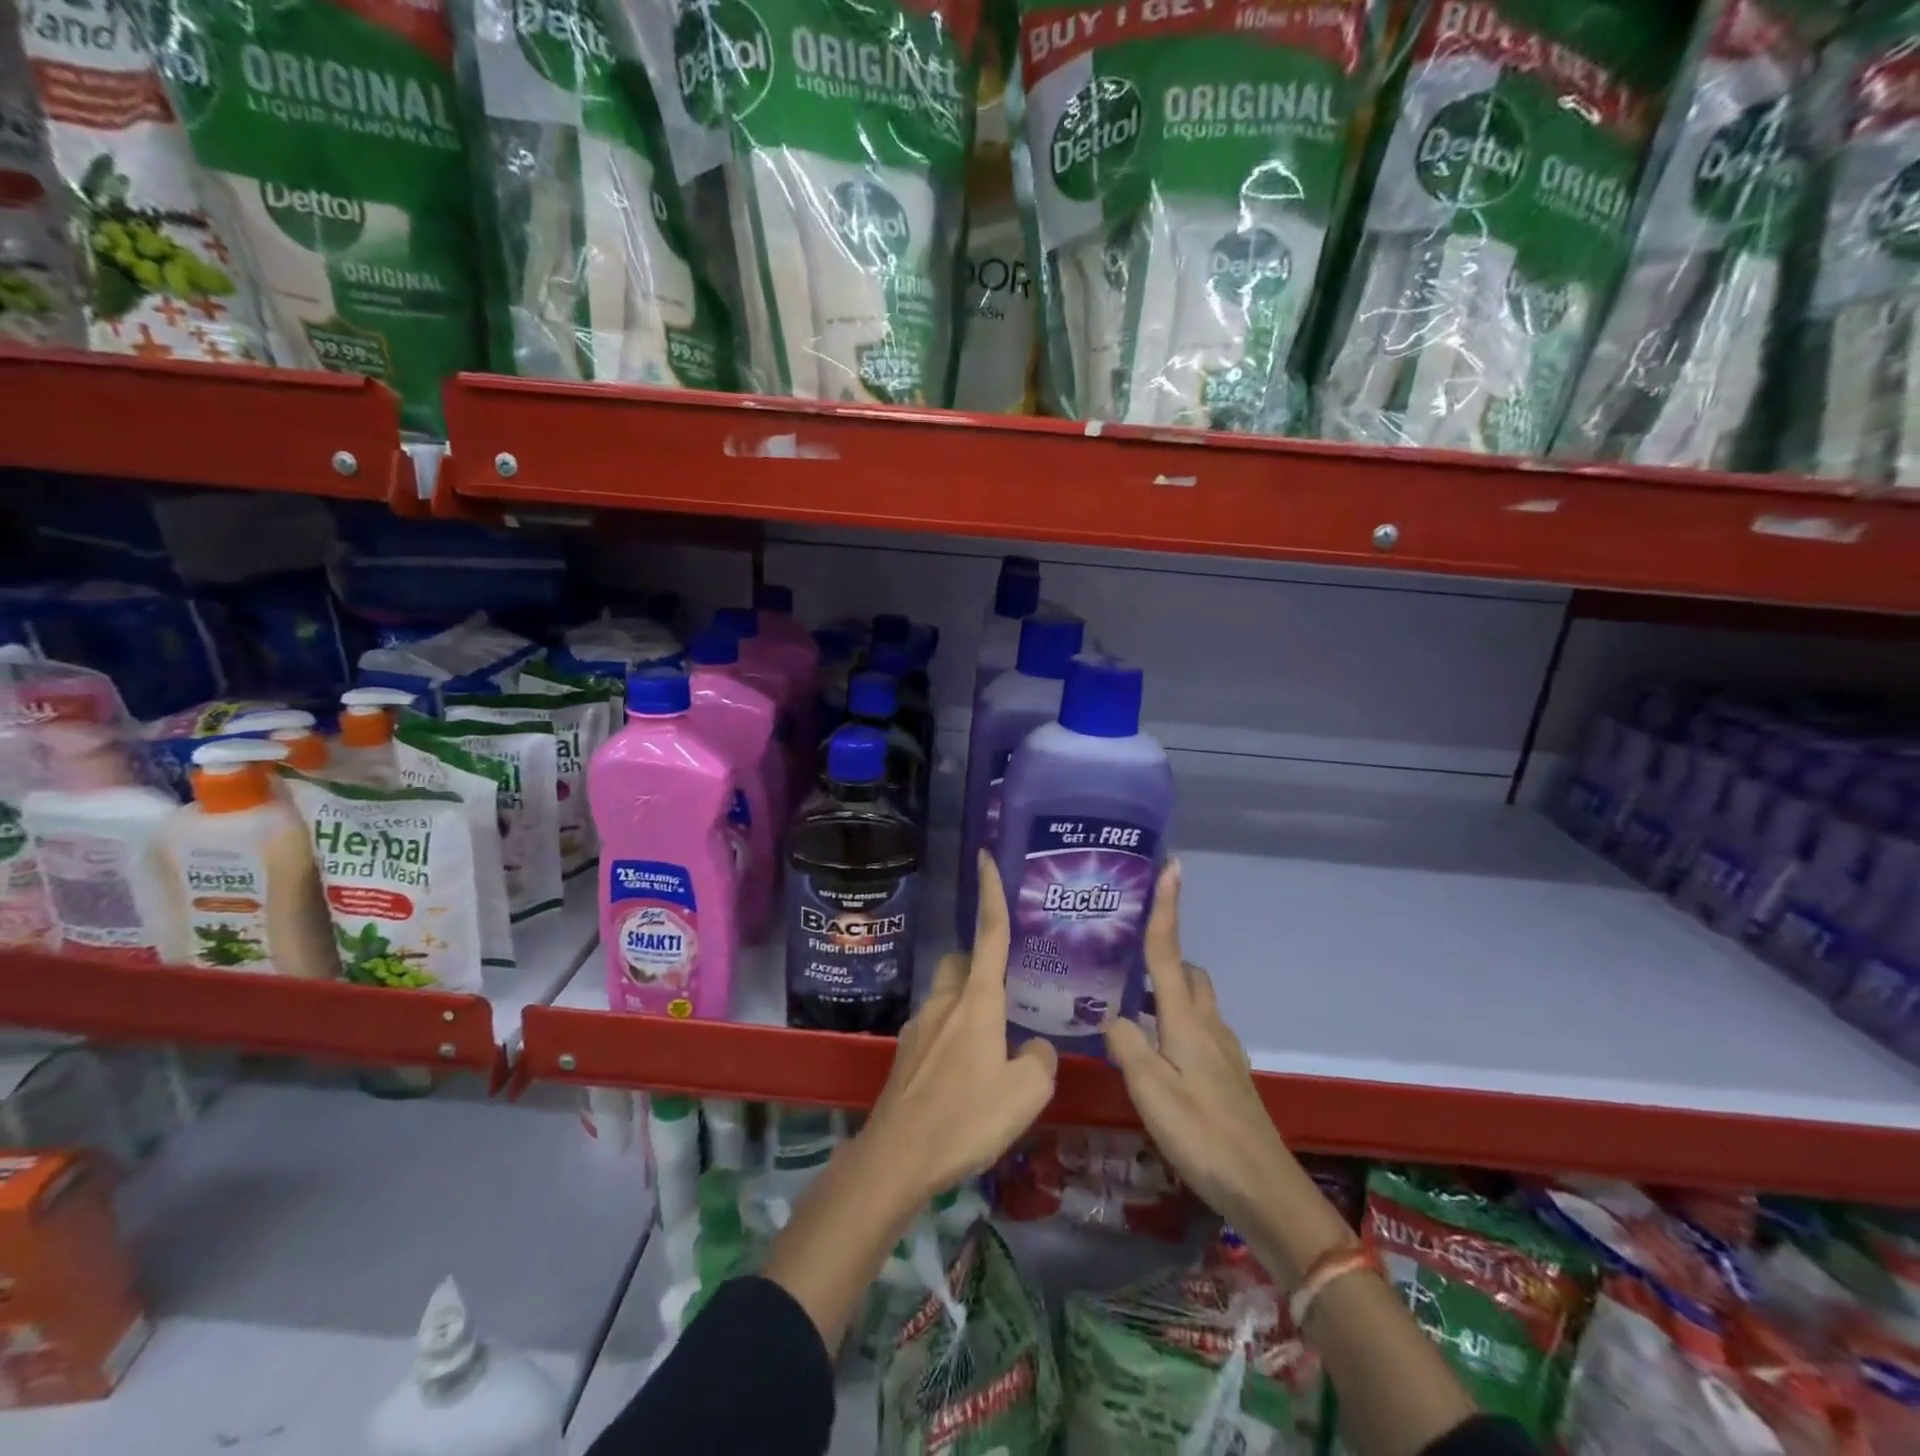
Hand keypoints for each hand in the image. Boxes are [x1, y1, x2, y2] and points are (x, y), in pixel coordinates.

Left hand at [862, 852, 1057, 1198]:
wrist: (897, 1157)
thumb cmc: (966, 1119)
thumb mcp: (1027, 1094)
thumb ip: (1040, 1060)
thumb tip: (1034, 1047)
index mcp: (977, 1001)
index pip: (989, 934)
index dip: (991, 893)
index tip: (985, 857)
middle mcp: (944, 1003)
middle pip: (960, 961)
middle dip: (979, 963)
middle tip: (1005, 993)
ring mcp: (918, 1026)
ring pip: (946, 995)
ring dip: (967, 1005)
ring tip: (992, 1046)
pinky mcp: (905, 1054)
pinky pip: (934, 1028)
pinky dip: (952, 1035)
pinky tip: (965, 1076)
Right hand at [1105, 859, 1293, 1235]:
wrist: (1263, 1188)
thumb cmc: (1203, 1135)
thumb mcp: (1150, 1090)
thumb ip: (1125, 1045)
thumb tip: (1108, 1017)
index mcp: (1186, 1020)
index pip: (1169, 952)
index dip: (1168, 907)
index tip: (1171, 866)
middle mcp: (1207, 1024)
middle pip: (1187, 972)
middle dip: (1164, 954)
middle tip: (1124, 957)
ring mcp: (1222, 1049)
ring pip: (1194, 1001)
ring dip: (1168, 991)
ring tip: (1129, 1004)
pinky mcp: (1227, 1073)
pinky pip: (1198, 1028)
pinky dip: (1176, 1022)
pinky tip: (1155, 1050)